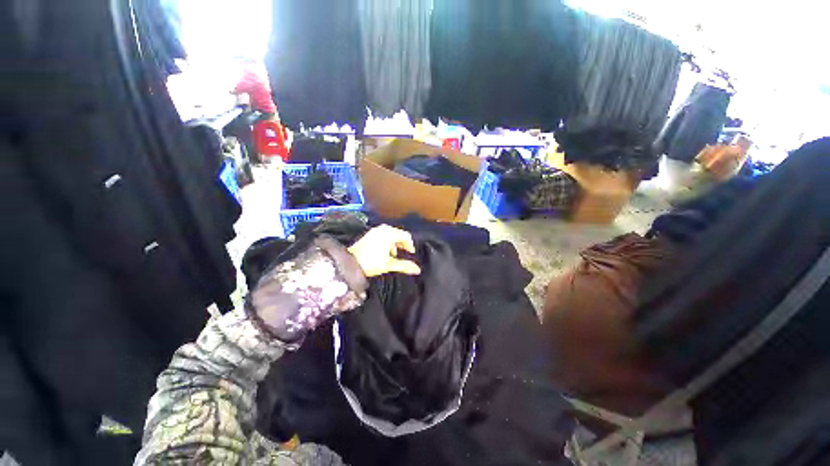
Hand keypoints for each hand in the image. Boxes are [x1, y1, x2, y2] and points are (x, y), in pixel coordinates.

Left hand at [347, 225, 420, 276]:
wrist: (349, 263)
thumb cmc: (370, 263)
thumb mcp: (389, 265)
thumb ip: (404, 266)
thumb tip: (417, 269)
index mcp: (388, 234)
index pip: (405, 236)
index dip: (410, 245)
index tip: (410, 253)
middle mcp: (382, 229)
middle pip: (399, 233)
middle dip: (402, 243)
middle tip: (404, 253)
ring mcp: (375, 230)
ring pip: (391, 234)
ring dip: (395, 243)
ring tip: (393, 254)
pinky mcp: (370, 233)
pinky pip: (384, 234)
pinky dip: (388, 241)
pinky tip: (385, 251)